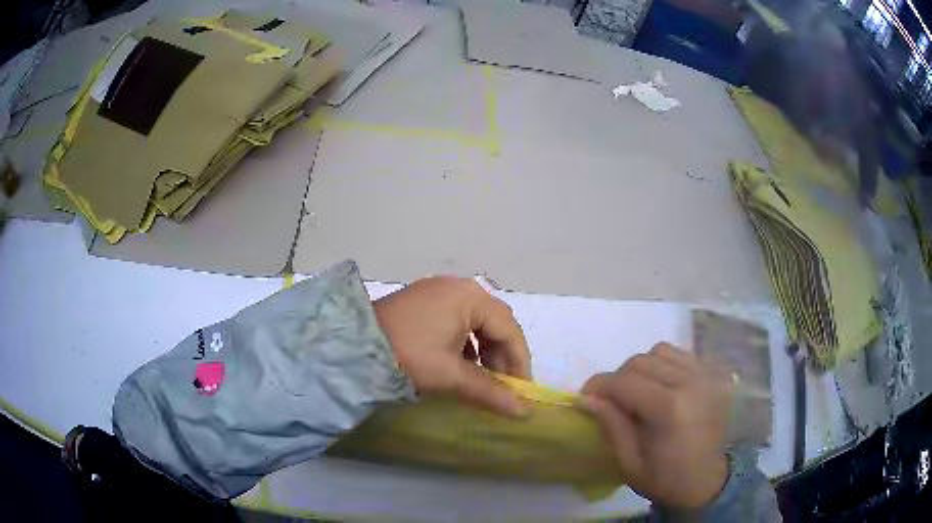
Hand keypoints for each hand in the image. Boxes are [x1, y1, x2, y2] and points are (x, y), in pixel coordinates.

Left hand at [373, 276, 531, 416]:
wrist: (351, 347)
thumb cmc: (407, 355)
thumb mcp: (451, 375)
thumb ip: (490, 392)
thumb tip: (524, 412)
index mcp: (469, 297)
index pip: (509, 329)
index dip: (519, 361)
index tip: (522, 390)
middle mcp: (457, 287)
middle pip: (494, 323)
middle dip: (501, 357)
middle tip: (501, 387)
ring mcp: (437, 292)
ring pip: (475, 323)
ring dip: (484, 352)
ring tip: (480, 380)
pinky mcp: (422, 302)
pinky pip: (456, 322)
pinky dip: (464, 345)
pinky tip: (458, 365)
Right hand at [580, 343, 732, 508]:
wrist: (707, 482)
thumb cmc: (665, 479)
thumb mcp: (629, 461)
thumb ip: (611, 424)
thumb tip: (586, 397)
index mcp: (670, 409)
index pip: (625, 381)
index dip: (599, 385)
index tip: (585, 396)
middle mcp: (690, 383)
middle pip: (642, 361)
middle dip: (618, 377)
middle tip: (610, 398)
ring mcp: (706, 376)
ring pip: (662, 351)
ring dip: (643, 367)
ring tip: (639, 391)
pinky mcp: (715, 375)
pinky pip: (681, 356)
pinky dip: (664, 366)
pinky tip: (662, 387)